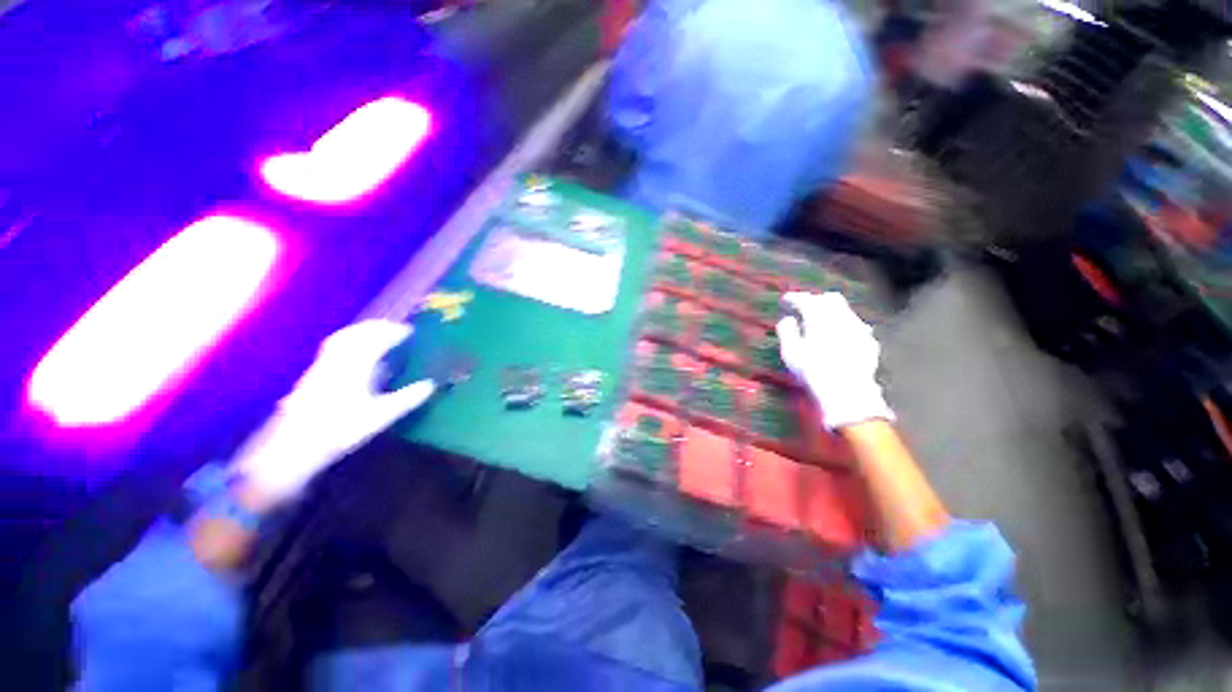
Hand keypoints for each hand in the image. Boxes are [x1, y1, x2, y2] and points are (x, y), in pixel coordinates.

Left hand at [234, 320, 434, 506]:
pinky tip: (354, 351)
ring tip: (376, 332)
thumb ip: (407, 399)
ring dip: (361, 331)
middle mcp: (337, 361)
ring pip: (342, 338)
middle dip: (377, 327)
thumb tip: (431, 385)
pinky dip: (347, 340)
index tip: (410, 330)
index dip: (394, 333)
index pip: (376, 341)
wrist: (295, 446)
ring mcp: (322, 366)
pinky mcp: (313, 374)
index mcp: (355, 367)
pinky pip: (333, 348)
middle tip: (395, 327)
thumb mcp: (380, 417)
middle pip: (356, 334)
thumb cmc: (342, 430)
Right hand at [776, 292, 892, 430]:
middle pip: (829, 299)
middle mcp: (842, 316)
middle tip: (803, 309)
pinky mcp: (869, 342)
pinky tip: (838, 339)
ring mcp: (859, 328)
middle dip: (815, 300)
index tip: (784, 301)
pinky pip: (855, 327)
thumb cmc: (812, 369)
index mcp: (819, 315)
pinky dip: (843, 327)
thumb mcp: (790, 350)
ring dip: (831, 314)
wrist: (846, 390)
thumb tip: (787, 319)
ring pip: (845, 312)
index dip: (793, 298)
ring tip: (820, 324)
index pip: (804, 299)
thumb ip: (786, 330)